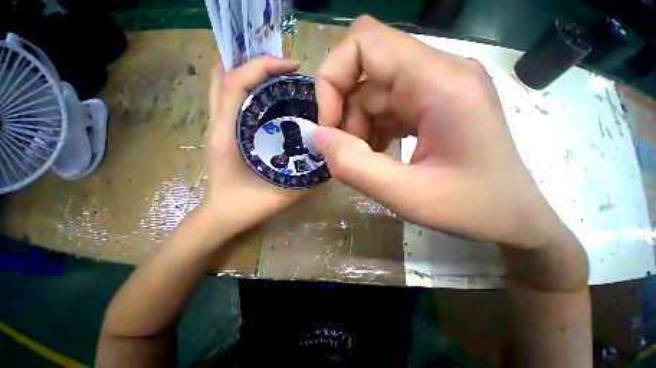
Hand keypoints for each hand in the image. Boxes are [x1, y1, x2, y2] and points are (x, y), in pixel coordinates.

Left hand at [202, 56, 301, 235]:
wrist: (222, 217)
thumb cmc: (246, 206)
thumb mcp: (282, 192)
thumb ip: (306, 177)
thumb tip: (326, 156)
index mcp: (228, 134)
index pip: (236, 83)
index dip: (262, 66)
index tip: (291, 67)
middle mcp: (218, 123)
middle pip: (224, 75)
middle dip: (251, 61)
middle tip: (282, 67)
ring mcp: (217, 126)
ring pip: (223, 84)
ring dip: (248, 72)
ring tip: (276, 75)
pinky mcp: (222, 132)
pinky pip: (228, 99)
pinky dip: (245, 88)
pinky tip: (267, 96)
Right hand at [313, 16, 568, 248]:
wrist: (513, 218)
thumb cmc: (472, 209)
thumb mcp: (407, 196)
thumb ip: (355, 167)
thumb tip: (319, 138)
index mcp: (440, 82)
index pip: (365, 42)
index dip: (332, 80)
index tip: (329, 126)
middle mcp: (438, 73)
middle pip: (365, 73)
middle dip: (344, 115)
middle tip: (348, 153)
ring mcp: (435, 89)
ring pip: (371, 94)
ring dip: (358, 128)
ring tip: (367, 161)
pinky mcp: (431, 106)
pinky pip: (384, 109)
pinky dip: (371, 132)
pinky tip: (379, 156)